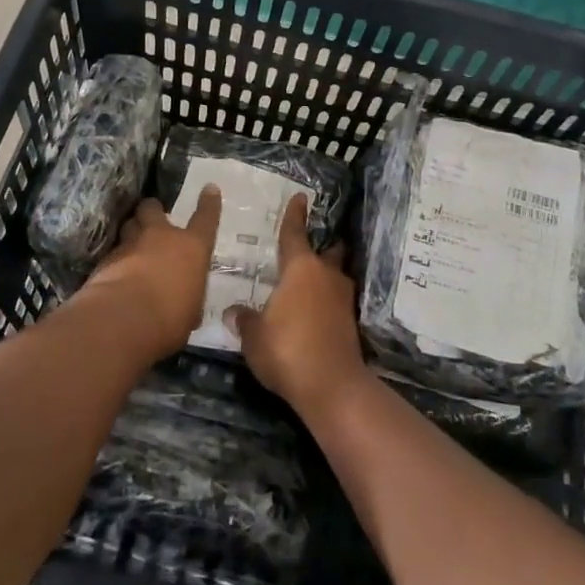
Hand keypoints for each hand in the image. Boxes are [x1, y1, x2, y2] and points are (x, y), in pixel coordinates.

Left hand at [79, 190, 221, 359]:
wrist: (123, 320)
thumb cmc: (170, 319)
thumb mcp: (190, 312)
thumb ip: (188, 297)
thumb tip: (185, 302)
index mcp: (191, 248)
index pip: (206, 219)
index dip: (209, 203)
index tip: (209, 188)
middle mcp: (160, 237)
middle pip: (152, 208)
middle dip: (151, 210)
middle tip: (151, 217)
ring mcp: (130, 244)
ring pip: (129, 225)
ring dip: (132, 231)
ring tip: (133, 242)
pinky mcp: (105, 259)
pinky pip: (113, 250)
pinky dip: (116, 258)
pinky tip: (116, 271)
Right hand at [229, 195, 367, 418]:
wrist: (331, 386)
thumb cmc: (287, 349)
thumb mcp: (254, 336)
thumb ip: (245, 320)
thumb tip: (234, 312)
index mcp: (300, 268)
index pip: (295, 233)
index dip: (295, 216)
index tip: (300, 197)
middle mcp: (325, 276)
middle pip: (326, 253)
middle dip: (321, 247)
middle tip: (310, 246)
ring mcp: (342, 299)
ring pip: (334, 277)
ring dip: (325, 276)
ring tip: (308, 281)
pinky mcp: (350, 323)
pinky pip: (335, 301)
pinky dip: (326, 301)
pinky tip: (313, 311)